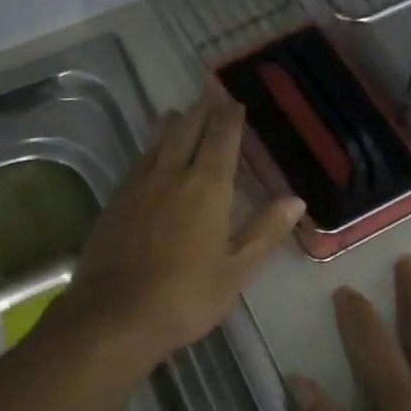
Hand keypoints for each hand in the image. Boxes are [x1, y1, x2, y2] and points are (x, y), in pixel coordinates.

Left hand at [62, 88, 303, 371]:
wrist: (114, 315)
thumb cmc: (186, 296)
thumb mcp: (237, 270)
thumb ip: (265, 231)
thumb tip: (295, 199)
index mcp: (207, 187)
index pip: (221, 138)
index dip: (229, 117)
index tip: (234, 102)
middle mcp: (171, 175)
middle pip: (186, 130)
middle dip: (201, 110)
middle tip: (209, 96)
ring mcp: (138, 185)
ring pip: (158, 142)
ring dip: (173, 124)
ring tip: (179, 113)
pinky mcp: (115, 200)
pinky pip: (139, 161)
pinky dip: (151, 149)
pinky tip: (151, 156)